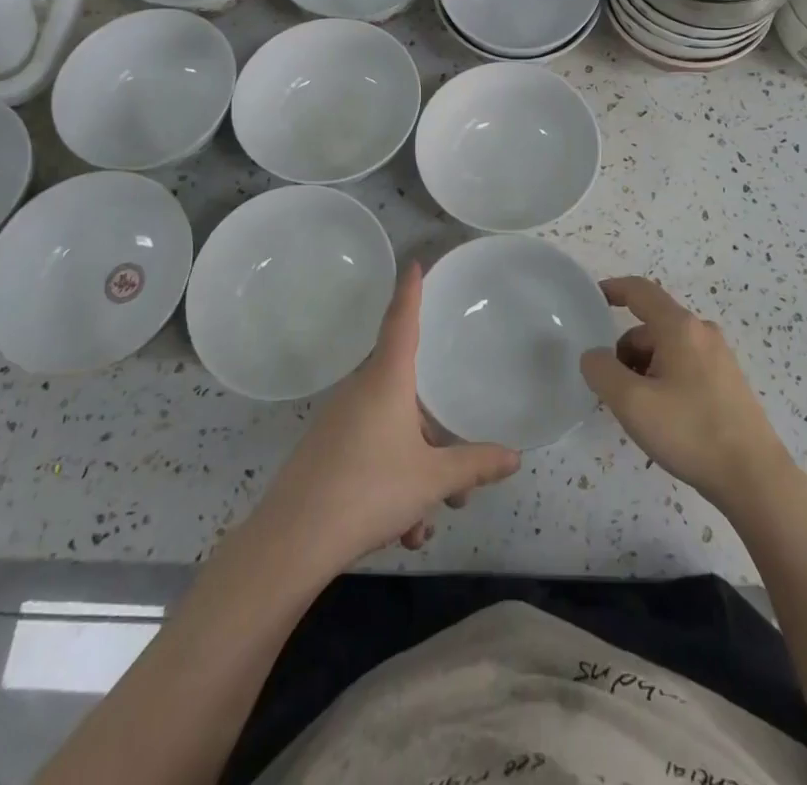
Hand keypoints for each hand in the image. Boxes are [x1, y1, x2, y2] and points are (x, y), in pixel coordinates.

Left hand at [245, 261, 520, 577]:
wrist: (292, 541)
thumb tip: (514, 457)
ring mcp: (338, 423)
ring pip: (392, 435)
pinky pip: (370, 455)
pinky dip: (390, 486)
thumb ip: (474, 465)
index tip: (414, 264)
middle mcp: (360, 392)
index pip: (401, 322)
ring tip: (427, 523)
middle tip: (459, 485)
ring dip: (416, 475)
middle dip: (436, 440)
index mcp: (386, 381)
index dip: (410, 293)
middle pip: (408, 397)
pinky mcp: (324, 453)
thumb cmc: (370, 490)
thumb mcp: (432, 480)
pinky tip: (402, 533)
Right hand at [580, 277, 794, 513]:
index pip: (640, 291)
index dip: (612, 289)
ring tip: (638, 410)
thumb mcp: (632, 403)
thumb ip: (602, 371)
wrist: (754, 478)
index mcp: (680, 327)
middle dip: (624, 351)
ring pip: (667, 349)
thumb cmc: (690, 432)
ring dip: (643, 369)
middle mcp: (702, 332)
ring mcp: (719, 357)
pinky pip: (684, 366)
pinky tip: (663, 417)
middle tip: (612, 390)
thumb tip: (594, 355)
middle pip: (650, 327)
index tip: (590, 300)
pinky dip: (663, 380)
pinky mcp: (727, 382)